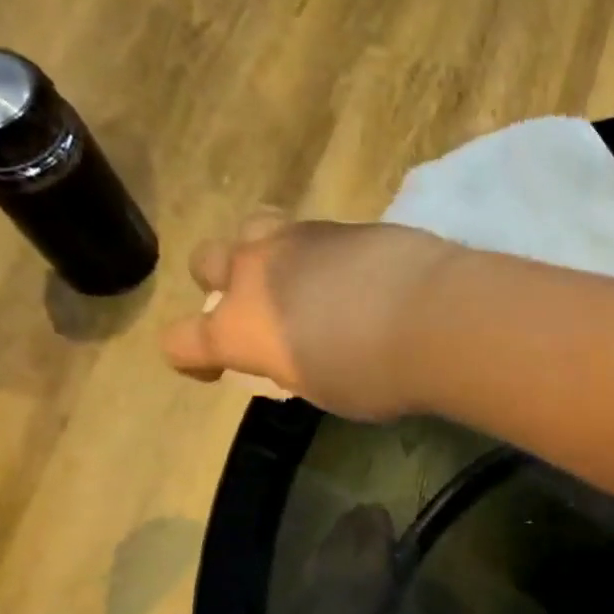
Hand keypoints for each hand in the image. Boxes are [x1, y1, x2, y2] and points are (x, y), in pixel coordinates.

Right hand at [161, 210, 456, 420]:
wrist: (432, 318)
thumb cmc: (373, 376)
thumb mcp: (323, 389)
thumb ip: (294, 366)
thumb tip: (295, 352)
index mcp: (238, 328)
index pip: (181, 341)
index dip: (192, 359)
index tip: (213, 370)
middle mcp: (254, 273)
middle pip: (205, 261)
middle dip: (219, 285)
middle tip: (256, 311)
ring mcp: (296, 239)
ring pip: (251, 229)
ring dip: (262, 254)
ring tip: (296, 279)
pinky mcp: (340, 224)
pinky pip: (311, 232)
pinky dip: (318, 254)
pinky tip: (351, 274)